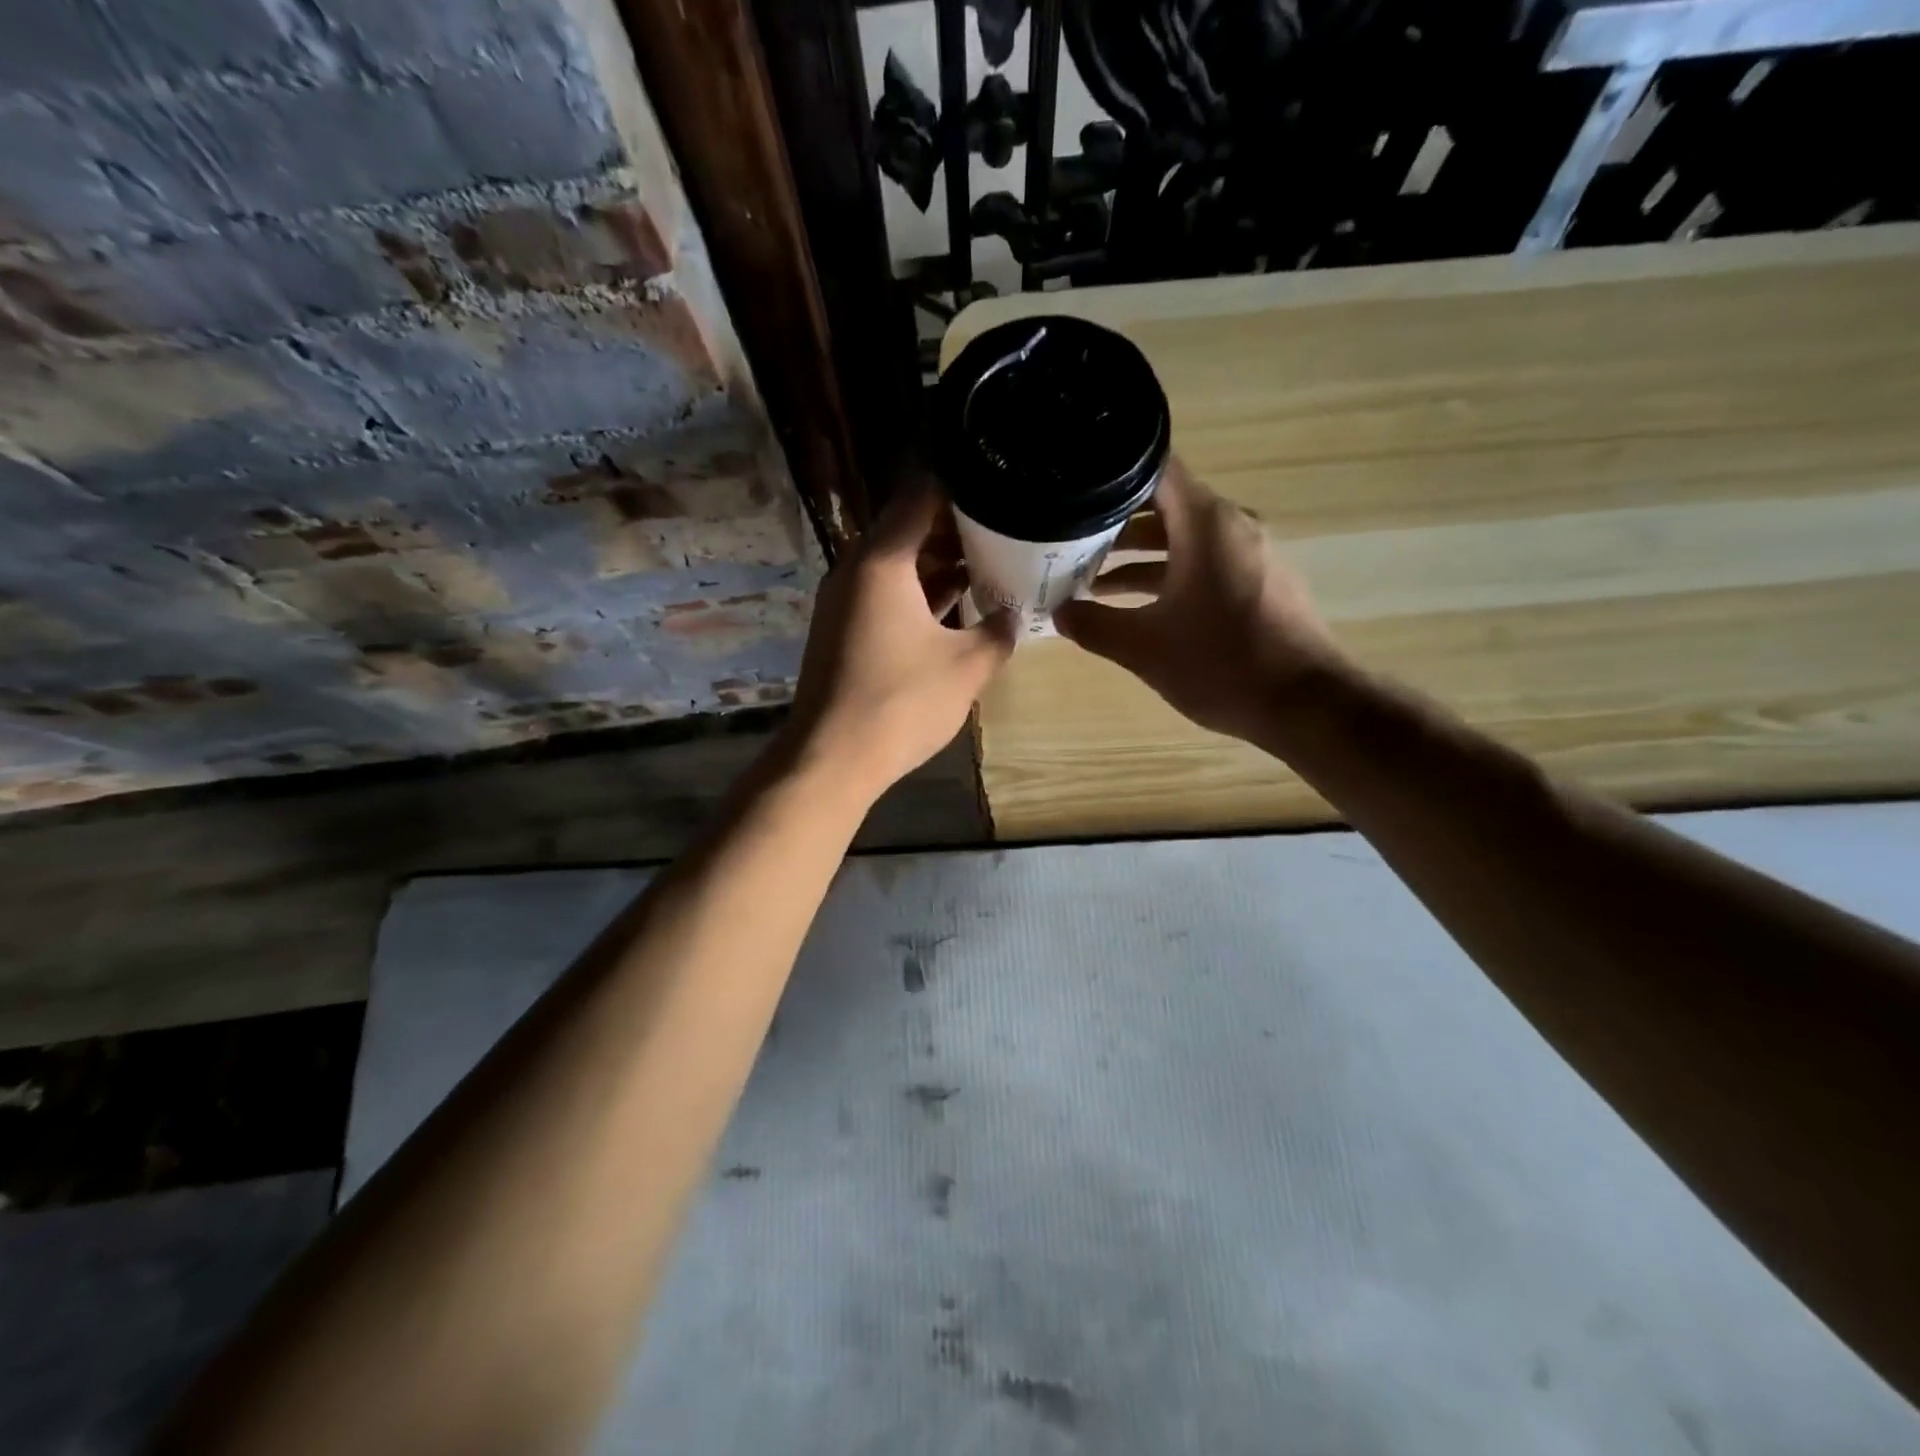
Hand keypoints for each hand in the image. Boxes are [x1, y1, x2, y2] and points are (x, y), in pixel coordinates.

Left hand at [783, 483, 1015, 800]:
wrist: (832, 758)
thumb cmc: (902, 703)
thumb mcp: (967, 667)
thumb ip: (999, 632)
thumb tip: (1014, 615)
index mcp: (881, 561)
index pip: (920, 496)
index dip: (960, 486)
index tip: (997, 485)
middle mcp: (855, 570)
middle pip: (906, 529)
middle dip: (955, 528)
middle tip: (1003, 528)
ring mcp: (843, 602)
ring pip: (896, 565)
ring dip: (937, 565)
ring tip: (987, 564)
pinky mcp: (841, 630)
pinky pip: (884, 595)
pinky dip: (917, 594)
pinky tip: (955, 608)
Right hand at [1054, 458, 1342, 744]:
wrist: (1305, 704)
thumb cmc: (1221, 664)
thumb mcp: (1144, 648)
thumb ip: (1094, 625)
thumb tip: (1059, 613)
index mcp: (1205, 524)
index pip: (1154, 470)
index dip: (1110, 477)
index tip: (1074, 491)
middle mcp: (1232, 525)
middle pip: (1165, 506)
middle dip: (1115, 525)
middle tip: (1069, 543)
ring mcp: (1251, 553)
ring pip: (1184, 539)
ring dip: (1140, 556)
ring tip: (1092, 579)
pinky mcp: (1260, 581)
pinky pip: (1206, 562)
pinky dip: (1170, 574)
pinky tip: (1138, 606)